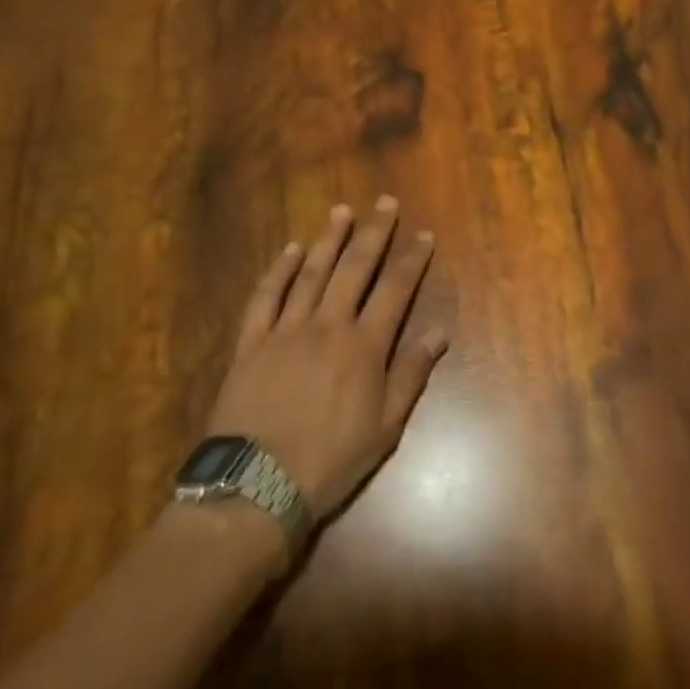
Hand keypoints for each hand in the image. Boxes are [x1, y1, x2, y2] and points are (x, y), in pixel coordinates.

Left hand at [205, 197, 448, 520]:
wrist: (256, 486)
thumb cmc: (330, 461)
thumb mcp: (386, 428)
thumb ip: (411, 375)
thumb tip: (439, 334)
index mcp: (364, 346)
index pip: (395, 289)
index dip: (412, 259)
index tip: (423, 235)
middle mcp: (327, 325)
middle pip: (354, 268)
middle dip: (373, 232)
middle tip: (384, 202)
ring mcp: (285, 330)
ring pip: (310, 272)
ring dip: (328, 239)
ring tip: (341, 211)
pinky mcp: (250, 342)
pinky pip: (265, 296)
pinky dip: (278, 269)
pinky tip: (289, 249)